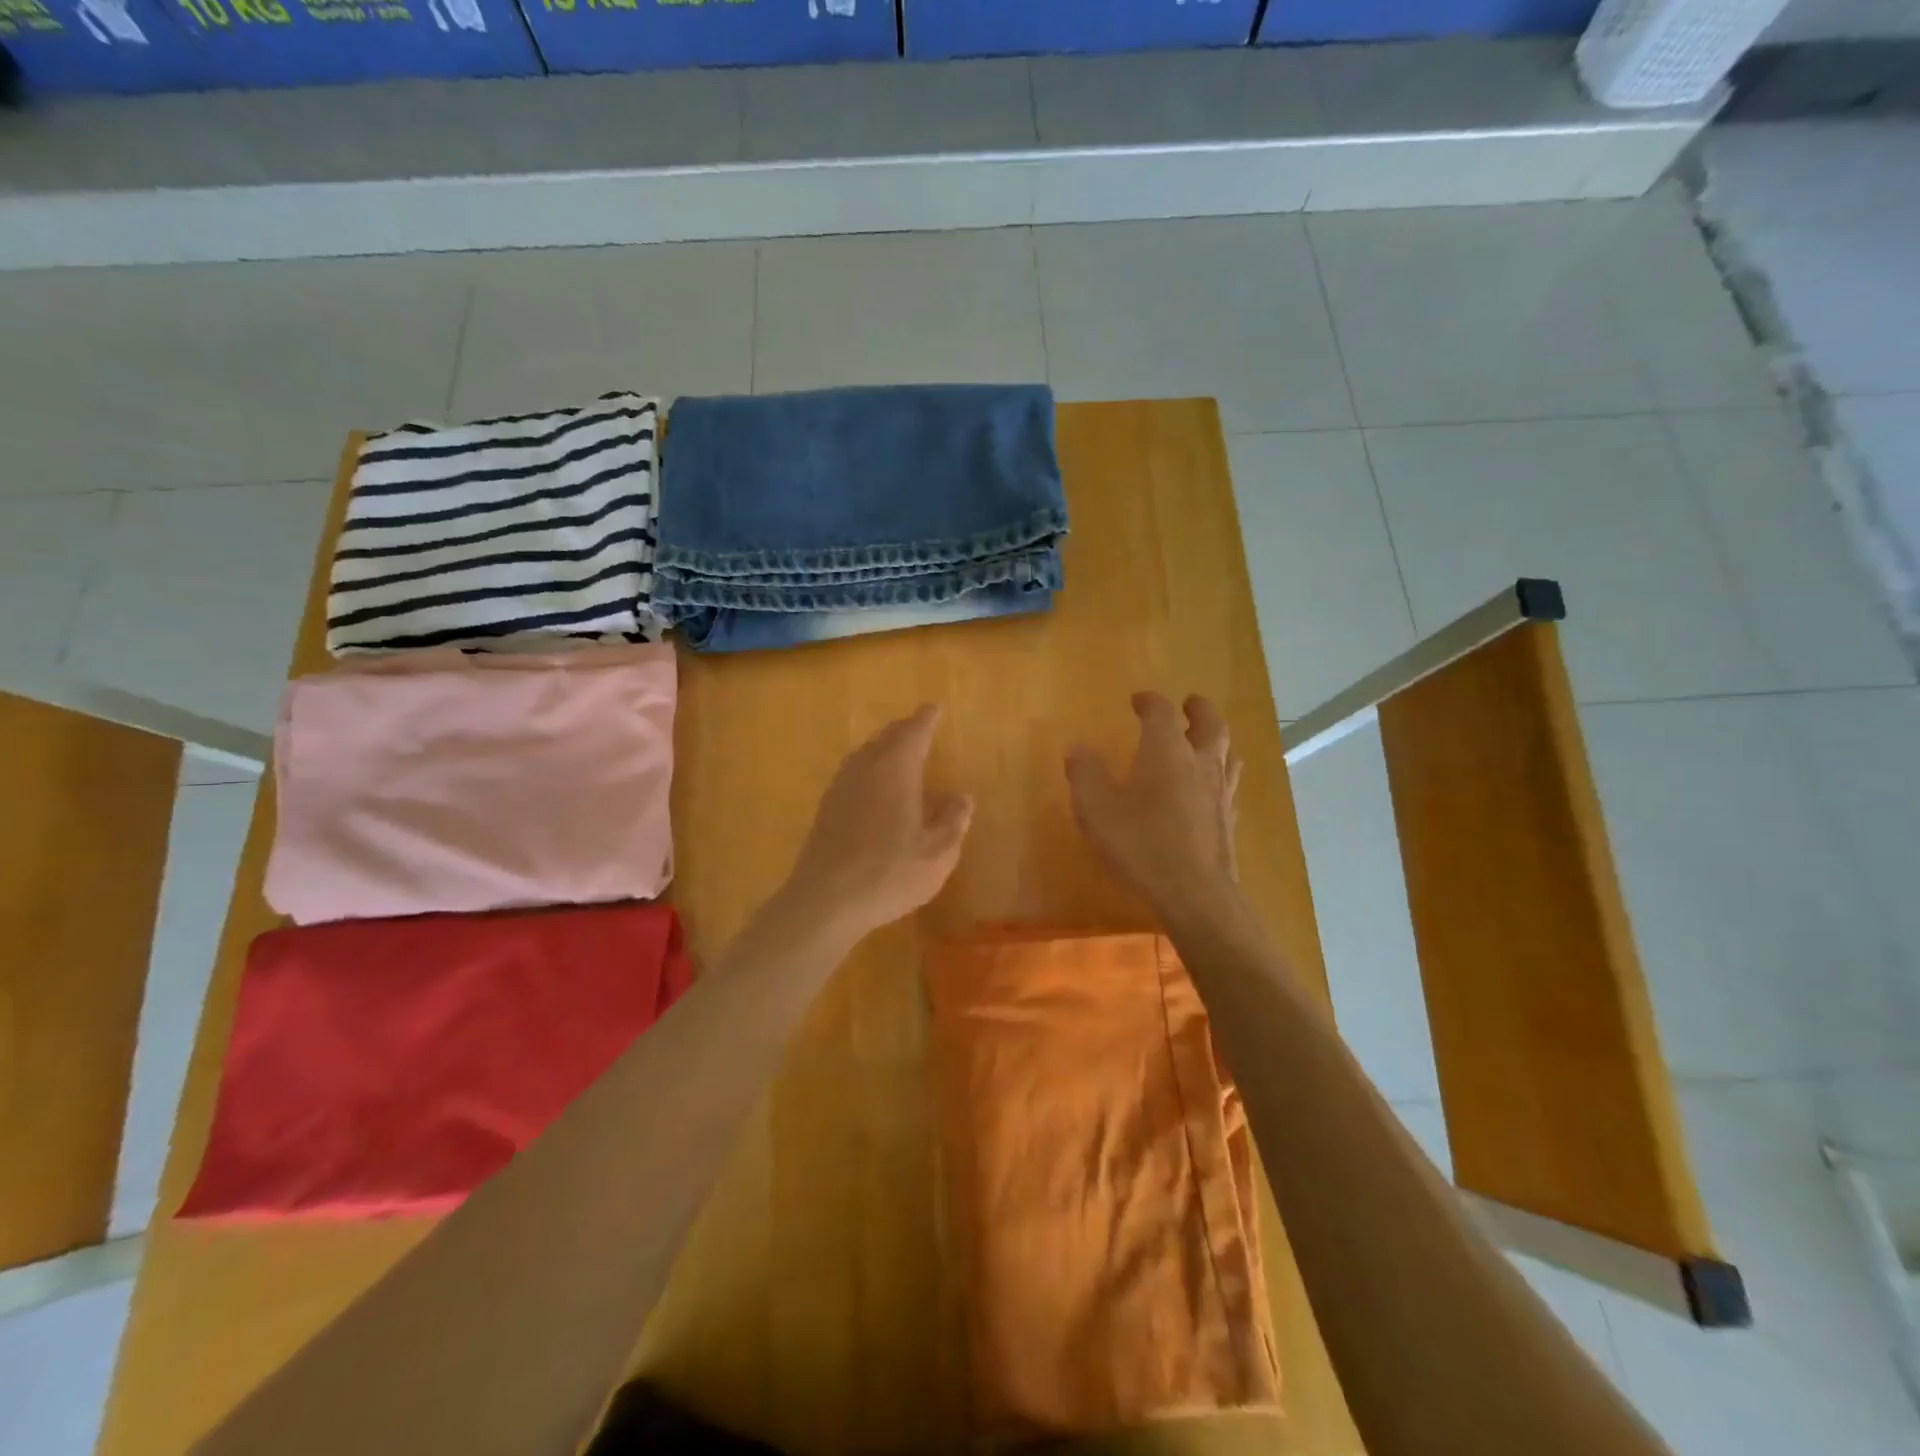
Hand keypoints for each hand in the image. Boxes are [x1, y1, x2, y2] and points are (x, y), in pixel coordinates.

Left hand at [780, 704, 973, 945]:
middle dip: (905, 729)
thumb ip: (953, 821)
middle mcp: (866, 768)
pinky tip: (873, 785)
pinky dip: (869, 767)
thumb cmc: (889, 874)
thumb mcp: (937, 853)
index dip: (926, 719)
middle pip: (886, 737)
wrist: (825, 900)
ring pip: (866, 753)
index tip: (935, 707)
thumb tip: (962, 796)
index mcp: (896, 770)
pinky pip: (853, 772)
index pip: (914, 732)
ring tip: (898, 749)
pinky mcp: (826, 808)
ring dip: (884, 746)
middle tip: (919, 725)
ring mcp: (841, 787)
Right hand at [1066, 693, 1242, 916]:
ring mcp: (1220, 792)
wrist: (1194, 893)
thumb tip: (1078, 748)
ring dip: (1216, 739)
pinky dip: (1219, 777)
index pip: (1161, 712)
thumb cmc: (1140, 843)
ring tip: (1205, 740)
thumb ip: (1085, 773)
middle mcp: (1200, 763)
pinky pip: (1228, 786)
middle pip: (1210, 724)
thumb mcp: (1096, 807)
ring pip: (1227, 753)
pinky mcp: (1228, 821)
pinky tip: (1210, 790)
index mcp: (1166, 751)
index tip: (1138, 700)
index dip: (1149, 701)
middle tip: (1189, 703)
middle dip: (1198, 709)